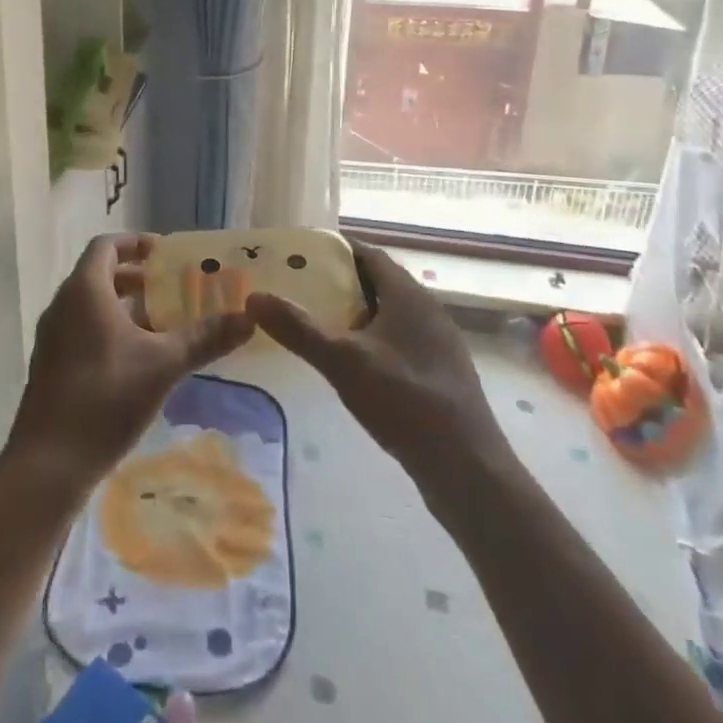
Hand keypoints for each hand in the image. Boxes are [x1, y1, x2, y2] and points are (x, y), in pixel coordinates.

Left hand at [8, 234, 253, 495]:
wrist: (48, 463)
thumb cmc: (106, 397)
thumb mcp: (163, 364)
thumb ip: (205, 338)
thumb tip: (249, 319)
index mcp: (85, 290)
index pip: (106, 245)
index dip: (136, 243)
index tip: (165, 254)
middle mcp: (63, 305)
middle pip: (100, 274)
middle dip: (137, 278)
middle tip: (172, 289)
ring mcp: (53, 337)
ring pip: (91, 306)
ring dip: (125, 307)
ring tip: (162, 324)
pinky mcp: (51, 366)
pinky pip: (82, 330)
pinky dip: (110, 330)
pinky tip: (138, 361)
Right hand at [248, 243, 509, 496]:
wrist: (468, 470)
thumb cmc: (405, 402)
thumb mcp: (343, 362)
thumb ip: (298, 328)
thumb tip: (254, 297)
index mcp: (408, 295)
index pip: (368, 254)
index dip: (334, 251)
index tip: (299, 255)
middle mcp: (428, 310)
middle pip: (378, 282)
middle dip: (340, 283)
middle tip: (299, 289)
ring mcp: (438, 344)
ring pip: (390, 314)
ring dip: (356, 314)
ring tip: (318, 324)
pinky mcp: (441, 374)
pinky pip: (400, 341)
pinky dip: (373, 341)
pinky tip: (353, 365)